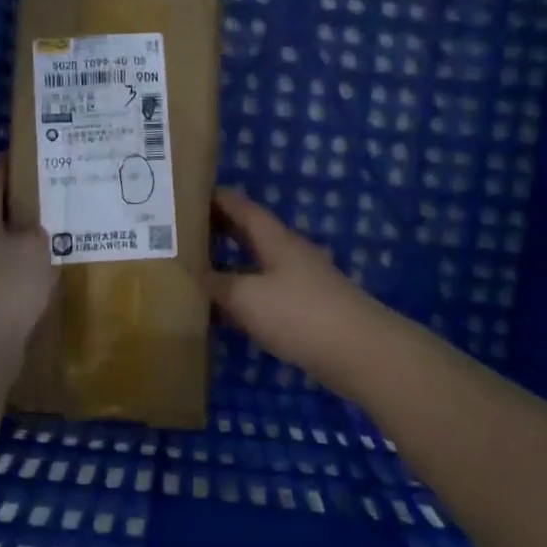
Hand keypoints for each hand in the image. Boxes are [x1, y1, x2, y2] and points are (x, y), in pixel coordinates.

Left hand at [0, 165, 54, 350]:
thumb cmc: (7, 285)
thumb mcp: (33, 247)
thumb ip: (36, 232)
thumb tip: (32, 233)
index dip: (4, 170)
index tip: (20, 157)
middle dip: (17, 209)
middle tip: (47, 200)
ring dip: (20, 245)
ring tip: (52, 240)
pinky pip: (4, 279)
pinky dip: (21, 274)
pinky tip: (42, 279)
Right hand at [206, 188, 383, 391]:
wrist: (358, 351)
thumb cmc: (298, 314)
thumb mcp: (247, 297)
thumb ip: (219, 284)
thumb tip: (198, 273)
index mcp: (276, 240)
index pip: (244, 209)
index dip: (219, 200)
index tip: (192, 194)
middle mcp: (291, 254)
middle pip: (253, 234)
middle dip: (223, 230)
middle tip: (189, 231)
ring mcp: (303, 282)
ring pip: (260, 265)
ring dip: (234, 264)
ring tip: (202, 269)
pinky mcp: (308, 309)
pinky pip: (269, 292)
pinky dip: (246, 294)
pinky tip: (230, 311)